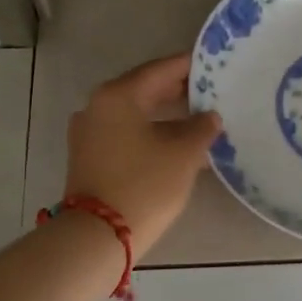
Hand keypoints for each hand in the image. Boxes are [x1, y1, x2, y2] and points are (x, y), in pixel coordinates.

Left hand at [64, 54, 222, 257]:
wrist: (97, 236)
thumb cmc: (144, 185)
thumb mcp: (183, 154)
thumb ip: (201, 128)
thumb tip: (209, 117)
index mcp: (118, 95)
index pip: (160, 70)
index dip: (189, 66)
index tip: (212, 64)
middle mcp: (98, 106)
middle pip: (144, 89)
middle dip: (177, 91)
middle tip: (210, 91)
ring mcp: (89, 132)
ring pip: (135, 113)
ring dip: (165, 115)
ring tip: (199, 120)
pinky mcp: (89, 157)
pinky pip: (125, 133)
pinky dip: (150, 133)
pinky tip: (175, 144)